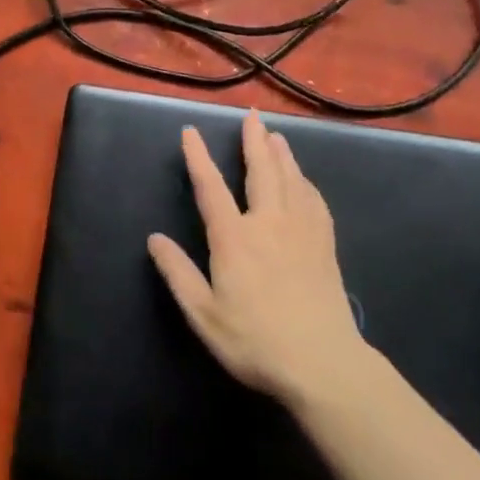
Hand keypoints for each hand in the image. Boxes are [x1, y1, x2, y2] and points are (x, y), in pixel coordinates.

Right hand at [147, 111, 364, 405]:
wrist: (323, 364)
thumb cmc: (255, 341)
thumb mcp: (204, 314)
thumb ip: (178, 273)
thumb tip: (154, 238)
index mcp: (234, 238)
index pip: (211, 188)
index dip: (198, 158)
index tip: (190, 132)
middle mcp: (268, 224)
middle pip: (261, 172)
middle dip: (253, 142)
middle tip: (251, 115)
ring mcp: (301, 233)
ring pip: (291, 181)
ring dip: (282, 155)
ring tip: (276, 135)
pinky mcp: (324, 246)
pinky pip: (315, 202)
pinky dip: (306, 184)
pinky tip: (305, 180)